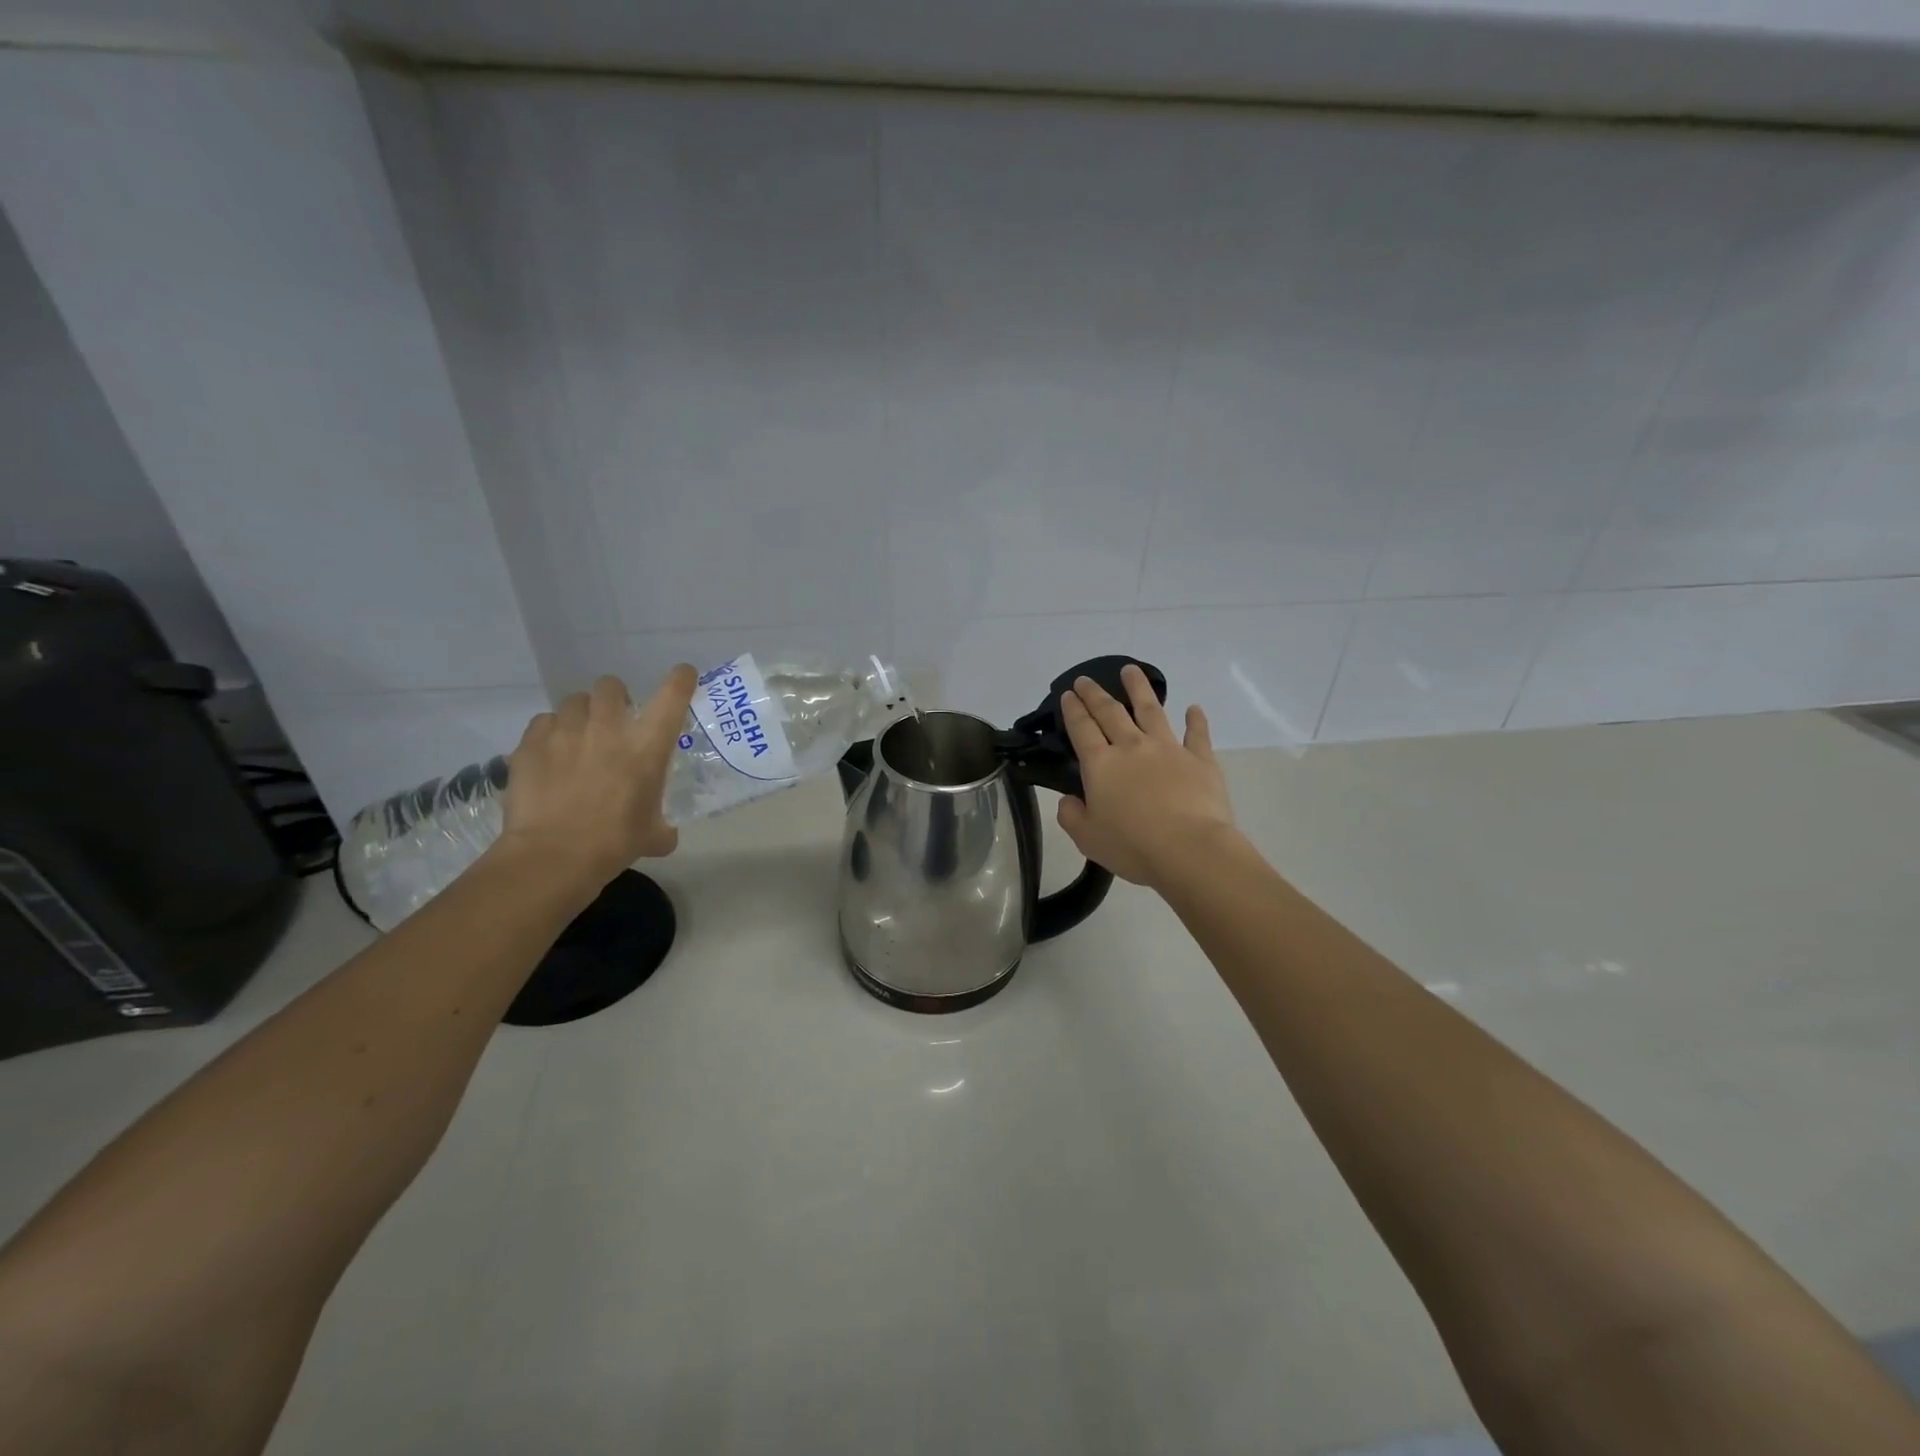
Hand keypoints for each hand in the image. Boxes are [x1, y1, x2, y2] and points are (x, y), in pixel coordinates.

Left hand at [494, 667, 696, 892]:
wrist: (553, 856)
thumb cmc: (614, 843)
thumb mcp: (652, 835)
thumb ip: (662, 825)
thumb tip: (664, 834)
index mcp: (647, 746)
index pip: (672, 695)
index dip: (680, 680)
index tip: (682, 676)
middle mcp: (608, 728)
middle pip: (611, 686)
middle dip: (615, 698)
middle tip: (614, 720)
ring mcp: (565, 732)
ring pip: (574, 701)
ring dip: (581, 714)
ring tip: (578, 737)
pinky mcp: (530, 744)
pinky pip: (542, 723)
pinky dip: (549, 733)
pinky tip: (549, 754)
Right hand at [1056, 664, 1236, 888]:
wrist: (1189, 849)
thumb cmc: (1133, 846)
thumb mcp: (1088, 838)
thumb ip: (1072, 816)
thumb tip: (1069, 800)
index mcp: (1101, 765)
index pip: (1082, 729)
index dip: (1073, 710)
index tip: (1068, 694)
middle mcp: (1132, 747)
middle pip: (1110, 712)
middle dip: (1095, 694)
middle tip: (1086, 679)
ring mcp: (1168, 749)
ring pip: (1151, 710)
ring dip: (1139, 688)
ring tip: (1131, 670)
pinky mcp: (1200, 759)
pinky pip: (1197, 734)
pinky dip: (1196, 720)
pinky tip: (1194, 708)